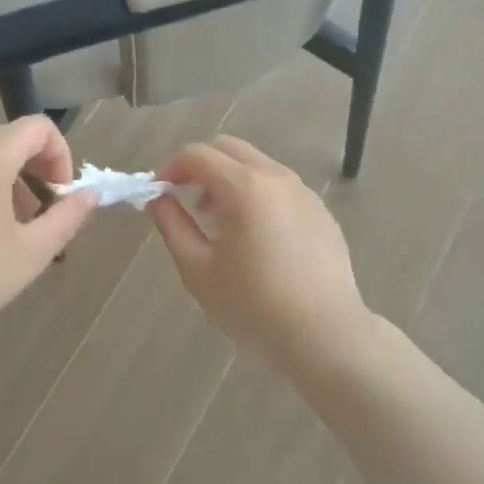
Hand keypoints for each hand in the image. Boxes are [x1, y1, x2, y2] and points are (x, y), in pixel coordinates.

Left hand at [0, 117, 94, 351]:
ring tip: (1, 224)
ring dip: (0, 177)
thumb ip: (68, 216)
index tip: (59, 192)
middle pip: (6, 138)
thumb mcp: (32, 252)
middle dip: (31, 167)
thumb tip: (89, 195)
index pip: (39, 127)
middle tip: (35, 212)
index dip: (59, 154)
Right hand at [147, 136, 367, 372]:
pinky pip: (280, 186)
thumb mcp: (198, 270)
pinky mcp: (320, 210)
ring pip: (256, 164)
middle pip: (228, 148)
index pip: (197, 154)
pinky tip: (257, 238)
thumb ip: (172, 225)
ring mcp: (302, 191)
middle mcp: (275, 177)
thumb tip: (159, 199)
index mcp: (243, 187)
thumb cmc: (253, 305)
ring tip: (221, 223)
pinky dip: (257, 194)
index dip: (170, 168)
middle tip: (188, 202)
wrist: (325, 335)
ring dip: (229, 179)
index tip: (159, 193)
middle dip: (200, 166)